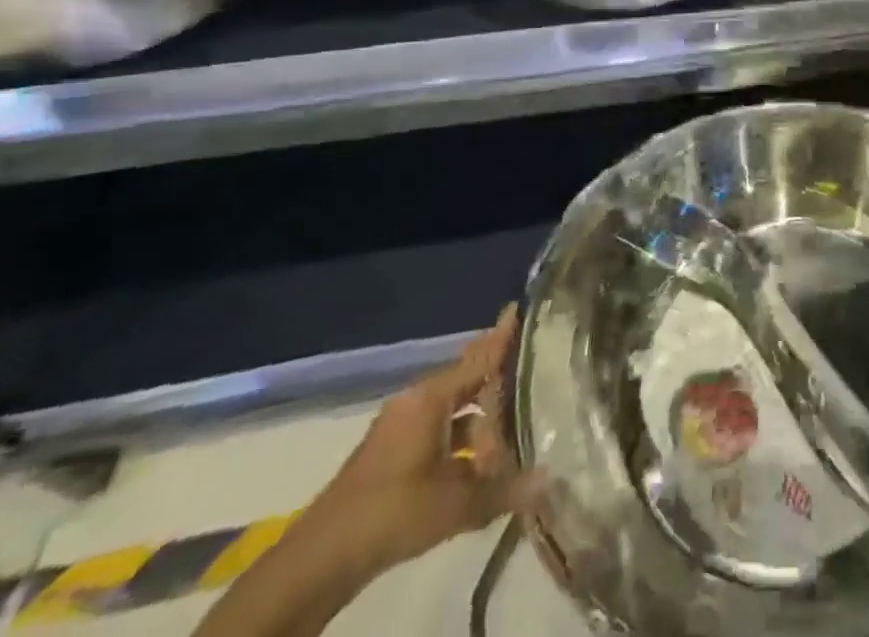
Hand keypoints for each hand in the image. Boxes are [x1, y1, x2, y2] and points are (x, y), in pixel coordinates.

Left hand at [296, 306, 543, 581]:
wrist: (320, 560)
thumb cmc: (391, 513)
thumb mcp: (454, 505)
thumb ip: (504, 490)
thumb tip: (548, 478)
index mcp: (431, 398)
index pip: (478, 359)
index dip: (501, 337)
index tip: (519, 308)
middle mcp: (417, 401)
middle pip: (466, 379)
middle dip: (496, 375)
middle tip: (530, 366)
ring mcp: (400, 426)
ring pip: (453, 407)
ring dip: (481, 416)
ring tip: (515, 421)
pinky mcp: (391, 453)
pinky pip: (438, 427)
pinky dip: (462, 435)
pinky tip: (481, 458)